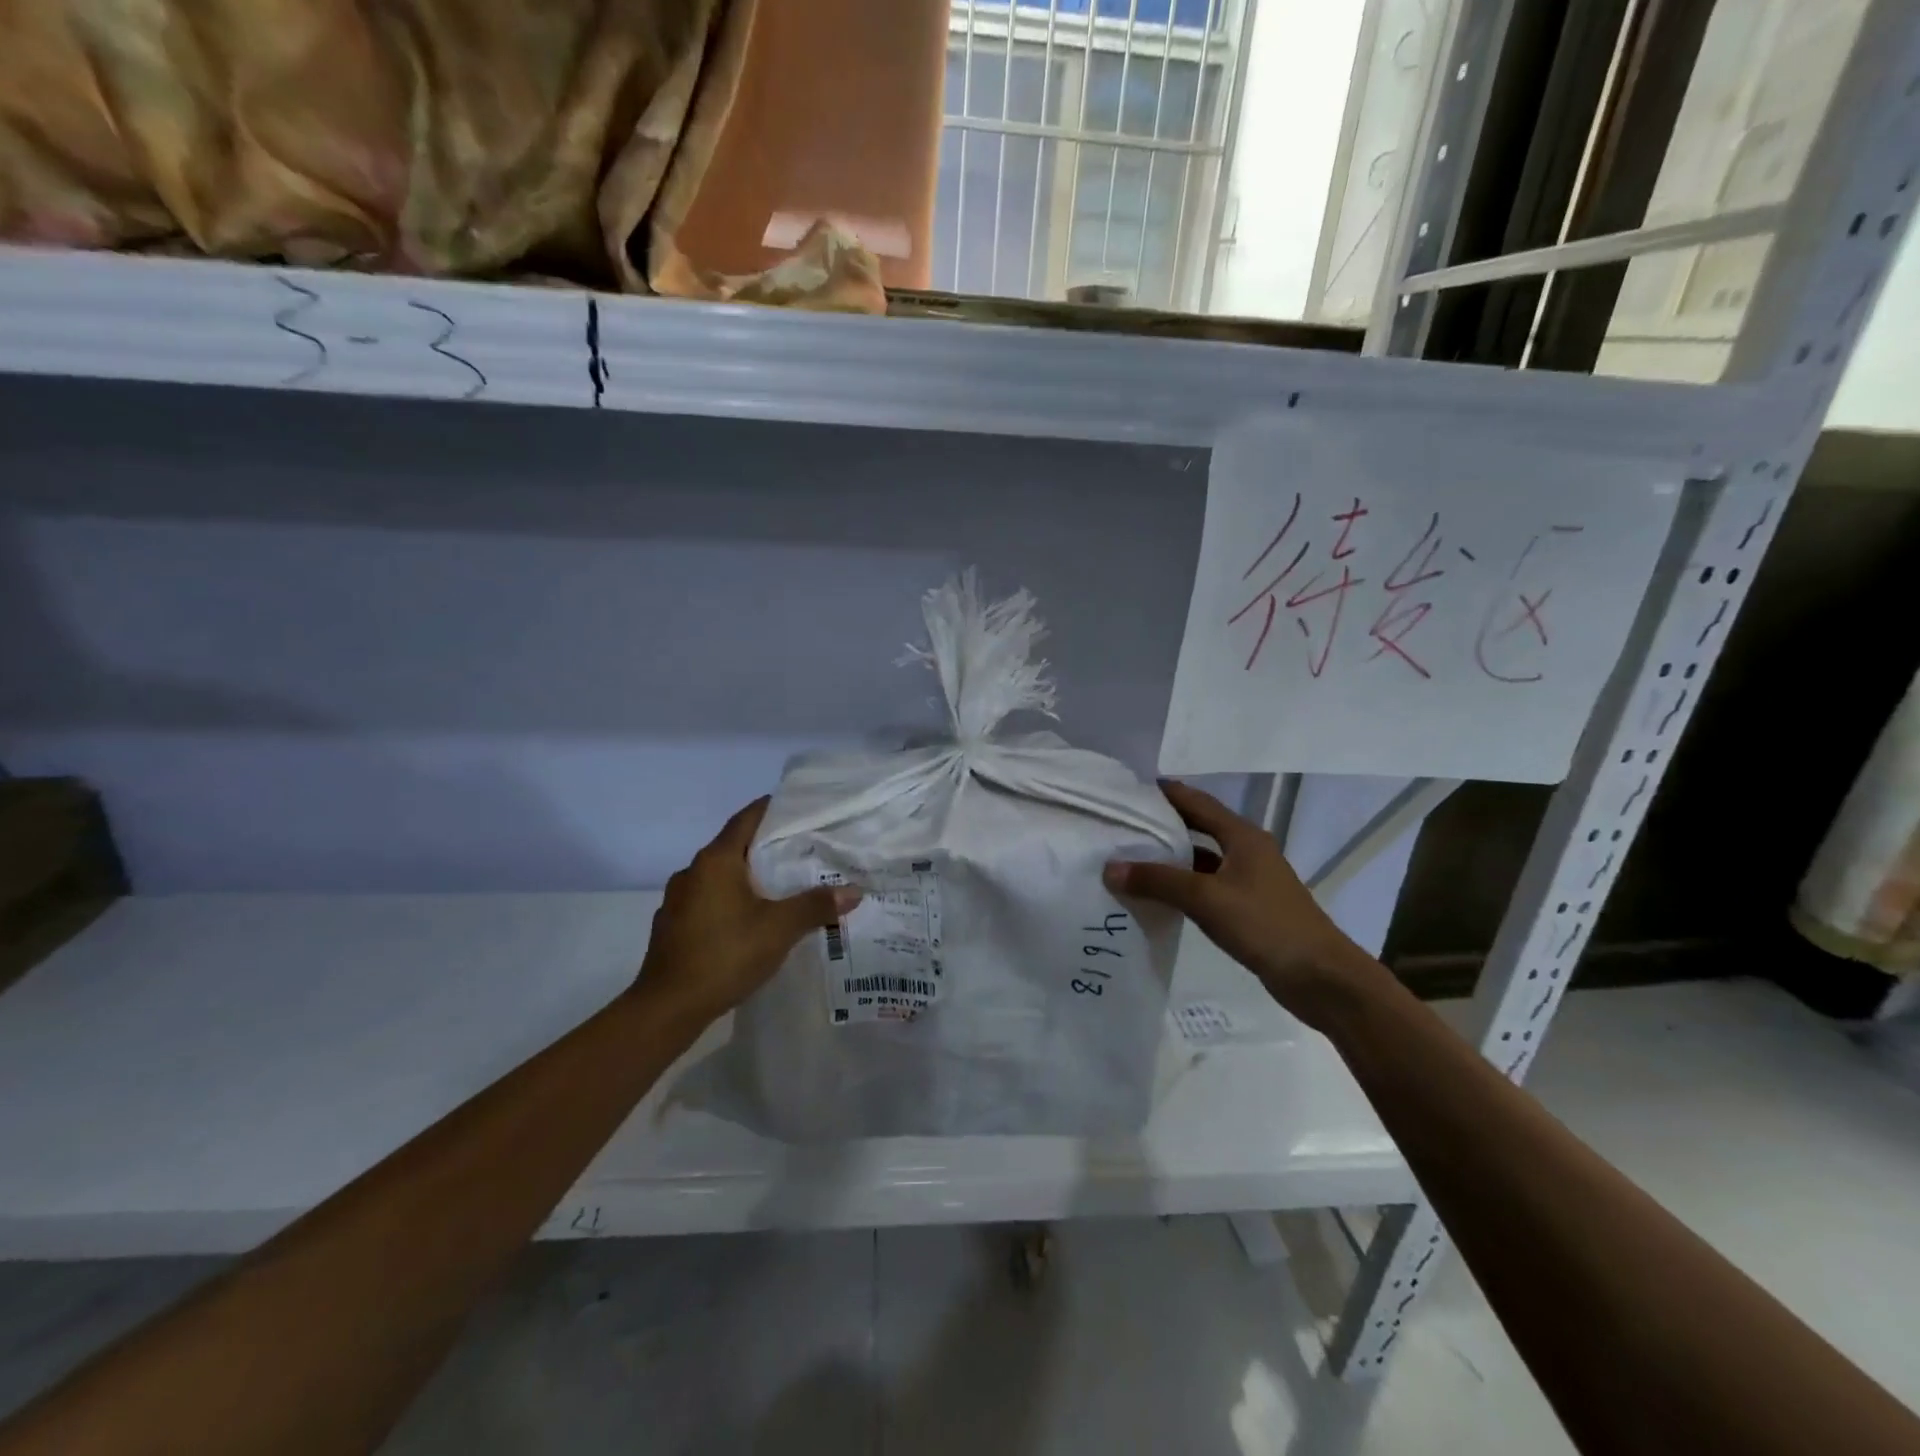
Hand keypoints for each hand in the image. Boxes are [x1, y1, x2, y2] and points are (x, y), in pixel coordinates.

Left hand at [636, 797, 862, 1030]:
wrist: (666, 1008)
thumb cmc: (724, 955)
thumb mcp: (779, 929)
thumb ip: (816, 906)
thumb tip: (854, 891)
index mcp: (716, 861)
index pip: (747, 819)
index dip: (772, 809)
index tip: (800, 809)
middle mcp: (693, 872)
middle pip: (735, 847)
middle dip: (767, 848)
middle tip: (804, 851)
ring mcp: (679, 900)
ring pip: (721, 877)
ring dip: (749, 878)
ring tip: (783, 888)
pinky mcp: (674, 926)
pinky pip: (709, 901)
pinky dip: (732, 902)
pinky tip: (751, 922)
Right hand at [1103, 781, 1379, 1029]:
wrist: (1321, 978)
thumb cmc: (1266, 925)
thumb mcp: (1206, 899)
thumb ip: (1158, 881)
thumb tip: (1110, 869)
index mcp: (1243, 836)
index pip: (1197, 802)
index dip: (1165, 793)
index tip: (1129, 790)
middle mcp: (1247, 851)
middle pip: (1199, 827)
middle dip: (1163, 824)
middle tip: (1122, 825)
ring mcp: (1250, 880)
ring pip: (1202, 860)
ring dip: (1171, 858)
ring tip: (1130, 859)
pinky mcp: (1249, 908)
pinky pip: (1207, 886)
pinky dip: (1183, 887)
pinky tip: (1158, 896)